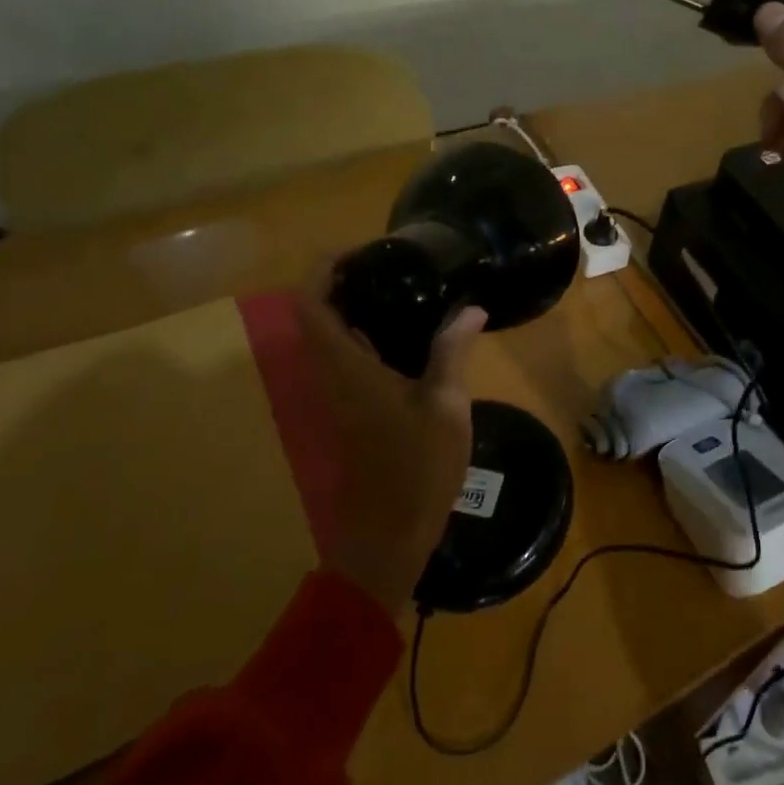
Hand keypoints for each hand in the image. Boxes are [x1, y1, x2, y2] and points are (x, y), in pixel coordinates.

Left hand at [295, 276, 486, 614]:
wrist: (390, 534)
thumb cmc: (416, 468)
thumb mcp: (445, 405)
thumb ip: (453, 351)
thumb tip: (471, 308)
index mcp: (347, 368)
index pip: (311, 305)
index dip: (325, 270)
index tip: (362, 251)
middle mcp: (333, 375)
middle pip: (318, 315)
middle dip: (345, 282)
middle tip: (391, 264)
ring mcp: (340, 395)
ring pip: (332, 337)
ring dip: (356, 308)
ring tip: (405, 288)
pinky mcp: (353, 410)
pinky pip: (350, 357)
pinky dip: (369, 335)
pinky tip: (411, 333)